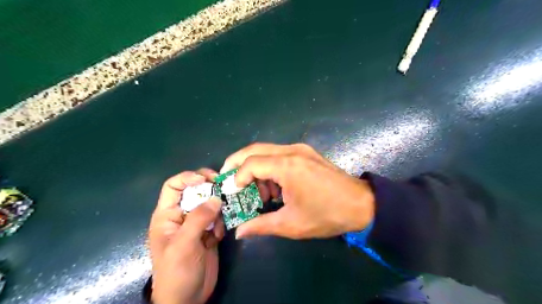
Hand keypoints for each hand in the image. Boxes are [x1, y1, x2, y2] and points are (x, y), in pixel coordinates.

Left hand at [147, 170, 223, 303]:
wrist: (188, 299)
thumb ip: (199, 219)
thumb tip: (216, 198)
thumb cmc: (176, 272)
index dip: (188, 177)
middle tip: (224, 190)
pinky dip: (222, 224)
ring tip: (219, 226)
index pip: (173, 186)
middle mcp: (182, 215)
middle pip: (196, 191)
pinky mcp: (209, 232)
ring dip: (218, 211)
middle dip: (210, 190)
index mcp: (167, 215)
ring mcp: (197, 224)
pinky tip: (218, 238)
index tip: (207, 178)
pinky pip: (219, 218)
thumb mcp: (184, 244)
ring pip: (210, 204)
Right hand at [222, 142, 375, 239]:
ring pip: (267, 151)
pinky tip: (276, 187)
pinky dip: (270, 168)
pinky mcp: (307, 153)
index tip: (234, 193)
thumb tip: (239, 232)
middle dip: (238, 163)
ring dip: (256, 168)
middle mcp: (292, 151)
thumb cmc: (326, 215)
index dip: (237, 177)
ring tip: (259, 193)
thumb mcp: (291, 224)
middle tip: (229, 180)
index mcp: (288, 166)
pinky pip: (280, 155)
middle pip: (255, 149)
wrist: (361, 204)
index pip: (251, 163)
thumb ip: (261, 225)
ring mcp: (301, 149)